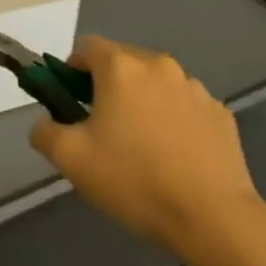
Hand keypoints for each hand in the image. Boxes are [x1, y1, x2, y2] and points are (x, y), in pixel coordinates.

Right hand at [30, 36, 265, 257]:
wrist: (212, 218)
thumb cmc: (134, 180)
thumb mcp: (71, 160)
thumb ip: (45, 132)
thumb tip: (45, 123)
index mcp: (121, 68)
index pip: (87, 47)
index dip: (72, 70)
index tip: (71, 103)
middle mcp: (160, 66)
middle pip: (123, 62)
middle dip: (107, 86)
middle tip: (101, 128)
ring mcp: (195, 88)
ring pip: (156, 84)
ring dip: (143, 102)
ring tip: (142, 147)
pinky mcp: (220, 113)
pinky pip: (185, 106)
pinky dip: (174, 120)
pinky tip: (174, 157)